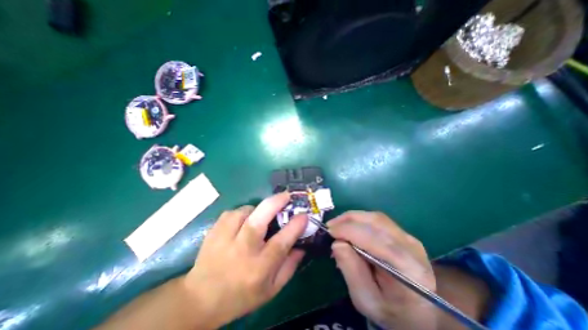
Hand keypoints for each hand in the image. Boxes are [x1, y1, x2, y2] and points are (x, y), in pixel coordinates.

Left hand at [184, 192, 307, 327]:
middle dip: (276, 203)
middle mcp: (243, 250)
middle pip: (260, 219)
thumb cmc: (241, 296)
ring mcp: (225, 239)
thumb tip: (302, 246)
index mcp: (259, 267)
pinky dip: (241, 213)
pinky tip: (243, 221)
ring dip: (256, 208)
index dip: (295, 225)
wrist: (201, 299)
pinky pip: (232, 213)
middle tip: (286, 195)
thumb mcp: (271, 289)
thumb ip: (290, 267)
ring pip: (245, 211)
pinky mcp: (214, 232)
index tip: (304, 215)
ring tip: (260, 214)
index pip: (281, 242)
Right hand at [328, 211, 438, 329]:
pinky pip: (377, 220)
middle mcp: (412, 247)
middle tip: (330, 226)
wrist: (419, 310)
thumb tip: (337, 243)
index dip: (349, 231)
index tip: (329, 231)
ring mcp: (409, 237)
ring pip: (376, 218)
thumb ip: (351, 271)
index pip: (376, 240)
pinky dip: (359, 220)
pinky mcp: (403, 233)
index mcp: (408, 269)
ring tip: (337, 225)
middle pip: (376, 223)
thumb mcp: (366, 299)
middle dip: (348, 220)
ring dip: (352, 218)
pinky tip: (349, 226)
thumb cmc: (390, 310)